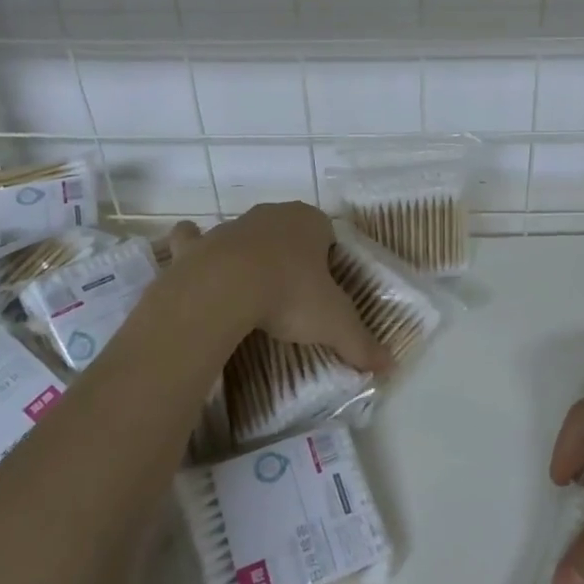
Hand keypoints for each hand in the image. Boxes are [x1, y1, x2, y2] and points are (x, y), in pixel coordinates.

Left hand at [169, 204, 390, 374]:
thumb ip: (361, 343)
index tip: (324, 290)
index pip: (327, 233)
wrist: (223, 290)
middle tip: (292, 292)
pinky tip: (196, 266)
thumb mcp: (335, 323)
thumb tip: (390, 367)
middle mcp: (271, 216)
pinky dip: (193, 249)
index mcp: (309, 223)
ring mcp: (231, 227)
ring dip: (247, 253)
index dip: (328, 260)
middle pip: (286, 231)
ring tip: (249, 288)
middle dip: (290, 253)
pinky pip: (193, 241)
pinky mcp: (196, 246)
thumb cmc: (289, 295)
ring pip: (243, 234)